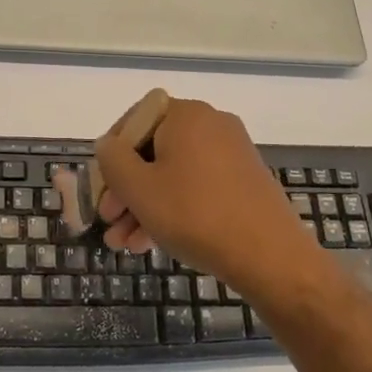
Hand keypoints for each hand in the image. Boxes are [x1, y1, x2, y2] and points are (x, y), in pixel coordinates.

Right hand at [95, 98, 322, 302]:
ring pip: (173, 174)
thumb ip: (112, 159)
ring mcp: (231, 153)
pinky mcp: (244, 181)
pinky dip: (173, 208)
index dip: (111, 154)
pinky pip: (196, 187)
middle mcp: (211, 125)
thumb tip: (108, 145)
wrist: (271, 256)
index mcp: (186, 115)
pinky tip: (153, 243)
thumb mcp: (138, 188)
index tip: (101, 187)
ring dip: (144, 206)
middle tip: (109, 221)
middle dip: (126, 189)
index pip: (134, 120)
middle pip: (153, 151)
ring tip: (125, 245)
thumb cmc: (195, 215)